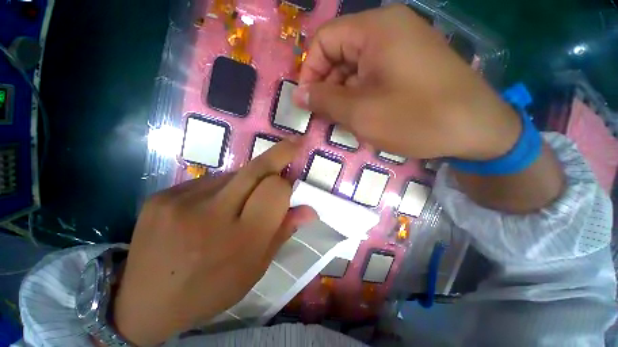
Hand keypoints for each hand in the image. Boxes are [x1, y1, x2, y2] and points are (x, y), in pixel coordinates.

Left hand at [113, 140, 315, 345]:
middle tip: (294, 143)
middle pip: (256, 169)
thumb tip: (310, 210)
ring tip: (238, 202)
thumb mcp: (255, 268)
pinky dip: (222, 188)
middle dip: (280, 153)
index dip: (287, 183)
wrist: (145, 303)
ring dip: (247, 180)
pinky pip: (208, 180)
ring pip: (234, 174)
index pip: (276, 190)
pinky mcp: (161, 196)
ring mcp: (181, 201)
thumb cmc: (211, 290)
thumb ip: (282, 232)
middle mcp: (212, 215)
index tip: (292, 180)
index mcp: (241, 240)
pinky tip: (211, 206)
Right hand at [293, 4, 520, 159]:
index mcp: (375, 29)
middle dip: (328, 87)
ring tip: (346, 121)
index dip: (310, 71)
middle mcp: (388, 29)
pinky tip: (365, 116)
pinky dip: (361, 96)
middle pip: (339, 54)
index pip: (324, 40)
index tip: (307, 101)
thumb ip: (325, 101)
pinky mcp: (409, 65)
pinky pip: (372, 76)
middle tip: (326, 116)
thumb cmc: (416, 119)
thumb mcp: (361, 113)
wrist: (476, 130)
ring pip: (355, 68)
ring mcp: (401, 46)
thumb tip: (298, 95)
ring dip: (344, 95)